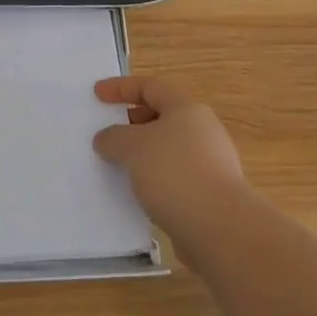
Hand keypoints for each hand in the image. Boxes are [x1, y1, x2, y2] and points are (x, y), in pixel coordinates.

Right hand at [93, 76, 246, 231]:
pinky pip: (175, 176)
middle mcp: (203, 131)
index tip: (97, 94)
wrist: (219, 228)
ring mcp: (211, 164)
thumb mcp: (132, 147)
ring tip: (119, 166)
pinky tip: (139, 193)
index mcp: (187, 109)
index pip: (150, 87)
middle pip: (163, 116)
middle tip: (109, 132)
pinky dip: (154, 178)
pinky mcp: (211, 194)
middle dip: (133, 122)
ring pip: (168, 149)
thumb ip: (114, 137)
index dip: (121, 87)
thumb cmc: (174, 172)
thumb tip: (106, 139)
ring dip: (143, 153)